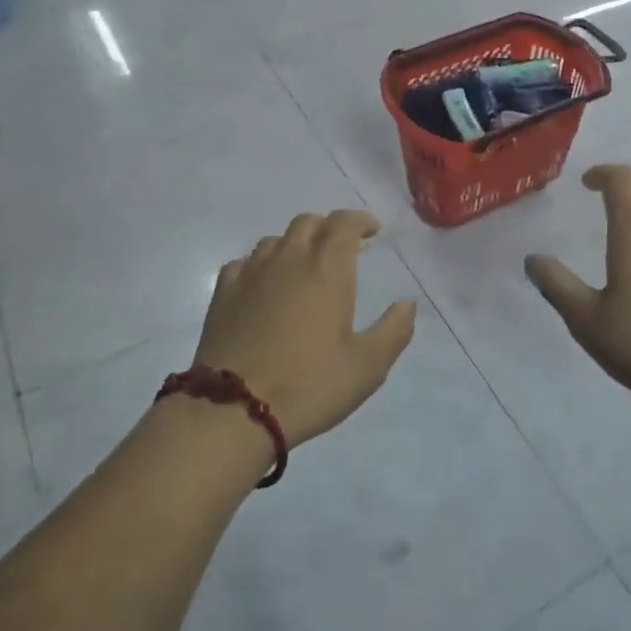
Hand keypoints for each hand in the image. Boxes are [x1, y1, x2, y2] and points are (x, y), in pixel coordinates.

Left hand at [194, 211, 417, 448]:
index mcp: (327, 268)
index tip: (372, 231)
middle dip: (328, 229)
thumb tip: (407, 304)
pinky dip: (261, 265)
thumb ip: (394, 331)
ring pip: (275, 240)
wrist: (232, 410)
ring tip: (303, 268)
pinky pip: (245, 262)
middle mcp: (288, 259)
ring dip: (295, 245)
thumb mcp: (367, 367)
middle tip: (341, 250)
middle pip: (308, 222)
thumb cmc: (308, 385)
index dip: (360, 220)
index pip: (344, 223)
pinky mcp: (223, 293)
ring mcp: (251, 273)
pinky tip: (263, 286)